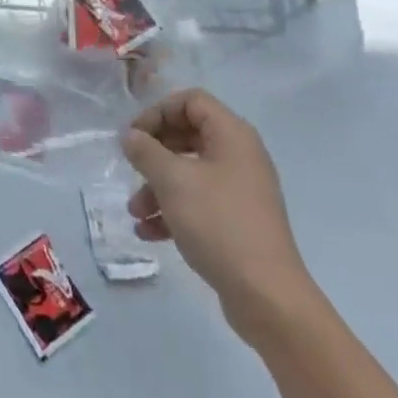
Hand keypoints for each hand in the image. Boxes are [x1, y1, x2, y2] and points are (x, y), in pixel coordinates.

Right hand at [122, 89, 317, 347]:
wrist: (267, 296)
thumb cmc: (218, 223)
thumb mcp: (173, 181)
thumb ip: (146, 151)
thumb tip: (131, 136)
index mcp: (232, 135)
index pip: (191, 101)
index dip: (158, 112)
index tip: (134, 135)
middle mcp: (239, 156)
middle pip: (188, 135)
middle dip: (154, 153)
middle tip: (130, 166)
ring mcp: (240, 190)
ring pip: (189, 172)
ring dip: (157, 187)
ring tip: (135, 211)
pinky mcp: (237, 222)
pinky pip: (198, 202)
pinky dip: (172, 211)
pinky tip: (148, 232)